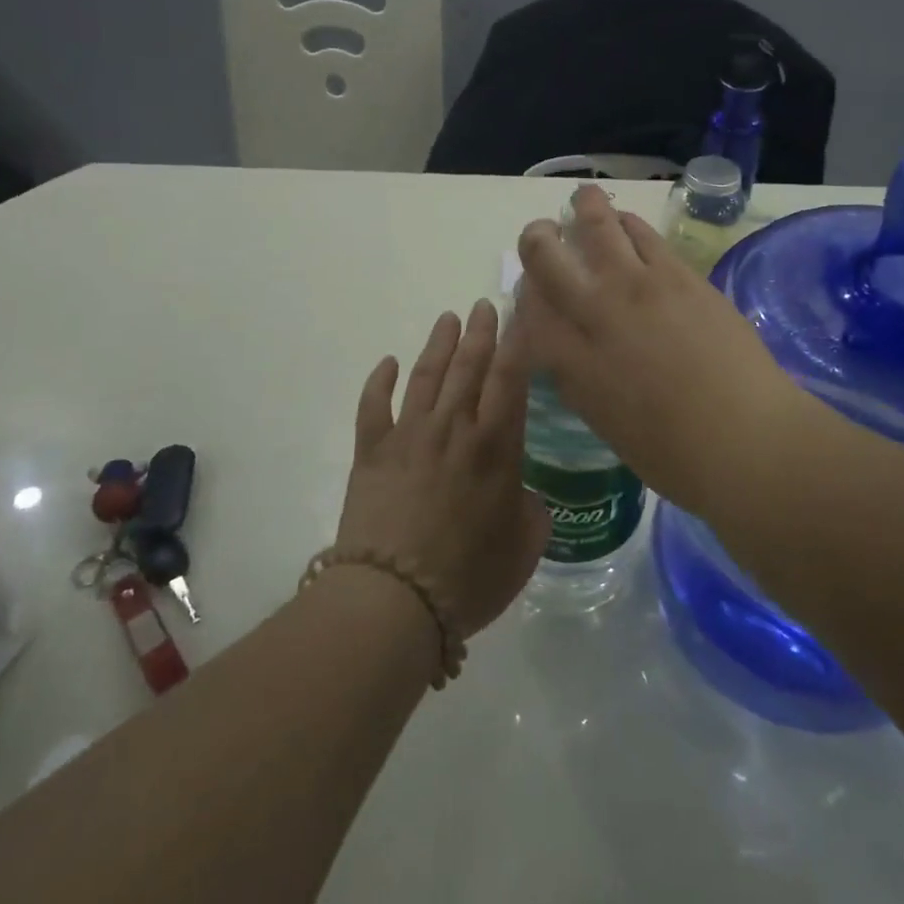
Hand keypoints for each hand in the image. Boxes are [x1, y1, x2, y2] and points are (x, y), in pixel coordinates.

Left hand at [338, 299, 549, 636]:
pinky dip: (379, 381)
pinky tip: (386, 363)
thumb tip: (523, 496)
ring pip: (425, 376)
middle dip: (480, 332)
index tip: (520, 316)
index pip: (510, 380)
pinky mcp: (371, 452)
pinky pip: (374, 406)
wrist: (394, 599)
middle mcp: (453, 429)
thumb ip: (532, 512)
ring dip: (438, 345)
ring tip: (448, 319)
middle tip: (484, 305)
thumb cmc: (469, 576)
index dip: (516, 344)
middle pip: (469, 367)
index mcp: (495, 446)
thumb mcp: (525, 547)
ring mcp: (408, 436)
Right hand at [513, 185, 805, 513]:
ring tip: (583, 200)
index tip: (532, 292)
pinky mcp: (678, 275)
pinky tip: (626, 223)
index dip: (524, 293)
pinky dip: (626, 222)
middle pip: (544, 256)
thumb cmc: (673, 454)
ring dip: (584, 208)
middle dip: (536, 240)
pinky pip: (642, 233)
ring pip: (596, 226)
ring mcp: (638, 287)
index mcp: (570, 361)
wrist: (746, 438)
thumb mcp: (604, 422)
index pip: (528, 308)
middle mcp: (594, 313)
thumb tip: (565, 349)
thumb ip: (576, 377)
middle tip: (543, 234)